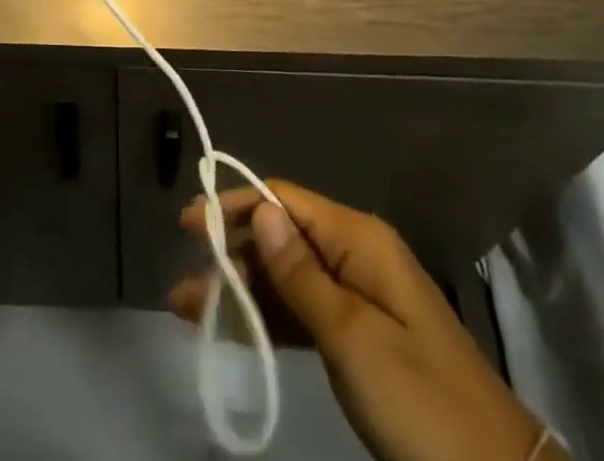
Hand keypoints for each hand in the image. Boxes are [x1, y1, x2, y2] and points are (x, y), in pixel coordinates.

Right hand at [170, 183, 555, 460]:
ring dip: (242, 289)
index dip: (236, 207)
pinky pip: (304, 311)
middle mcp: (356, 254)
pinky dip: (268, 318)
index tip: (188, 226)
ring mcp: (360, 297)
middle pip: (281, 237)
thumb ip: (300, 273)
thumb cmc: (420, 402)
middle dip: (232, 255)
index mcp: (359, 239)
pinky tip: (234, 328)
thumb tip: (259, 208)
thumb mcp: (353, 337)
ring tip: (190, 308)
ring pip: (287, 276)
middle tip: (183, 285)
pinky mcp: (360, 337)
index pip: (284, 202)